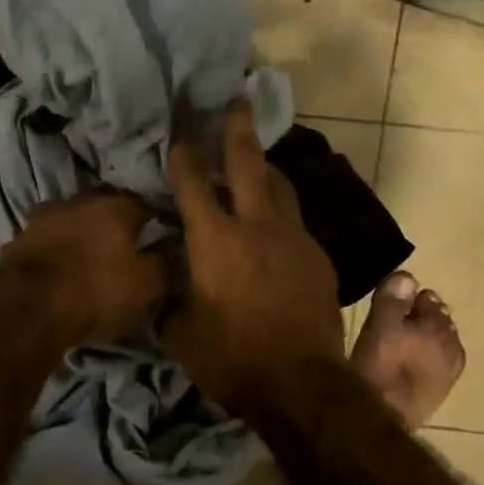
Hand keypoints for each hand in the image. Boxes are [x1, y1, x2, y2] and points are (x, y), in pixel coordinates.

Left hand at [0, 190, 166, 353]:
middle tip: (125, 247)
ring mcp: (43, 218)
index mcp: (115, 206)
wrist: (26, 312)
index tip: (160, 238)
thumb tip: (170, 250)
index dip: (154, 222)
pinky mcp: (18, 240)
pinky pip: (47, 241)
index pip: (144, 205)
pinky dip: (57, 251)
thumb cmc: (96, 293)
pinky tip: (61, 269)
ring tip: (90, 259)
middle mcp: (78, 201)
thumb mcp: (146, 286)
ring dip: (82, 235)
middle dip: (115, 224)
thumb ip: (164, 263)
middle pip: (104, 207)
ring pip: (72, 221)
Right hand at [165, 101, 343, 415]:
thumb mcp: (180, 334)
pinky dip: (280, 213)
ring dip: (265, 168)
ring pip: (280, 187)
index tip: (179, 131)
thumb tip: (165, 283)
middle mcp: (256, 226)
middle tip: (237, 99)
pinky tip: (273, 229)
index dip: (183, 154)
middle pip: (248, 163)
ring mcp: (294, 239)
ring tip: (256, 159)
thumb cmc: (232, 359)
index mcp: (215, 240)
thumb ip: (169, 299)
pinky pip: (295, 222)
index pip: (193, 183)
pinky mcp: (318, 257)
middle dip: (238, 128)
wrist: (302, 385)